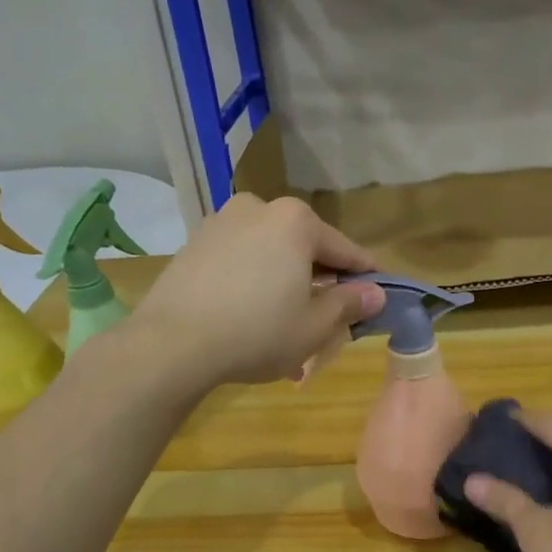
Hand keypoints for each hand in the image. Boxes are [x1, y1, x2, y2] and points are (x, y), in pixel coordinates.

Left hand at [132, 194, 386, 385]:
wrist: (172, 344)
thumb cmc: (257, 333)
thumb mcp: (314, 326)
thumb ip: (349, 304)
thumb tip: (375, 293)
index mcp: (296, 221)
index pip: (345, 250)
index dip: (365, 275)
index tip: (379, 292)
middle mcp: (259, 208)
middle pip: (304, 248)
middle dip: (319, 281)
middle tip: (329, 317)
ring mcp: (221, 222)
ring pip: (270, 254)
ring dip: (285, 284)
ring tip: (287, 325)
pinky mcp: (194, 244)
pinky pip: (240, 261)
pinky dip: (253, 283)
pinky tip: (252, 317)